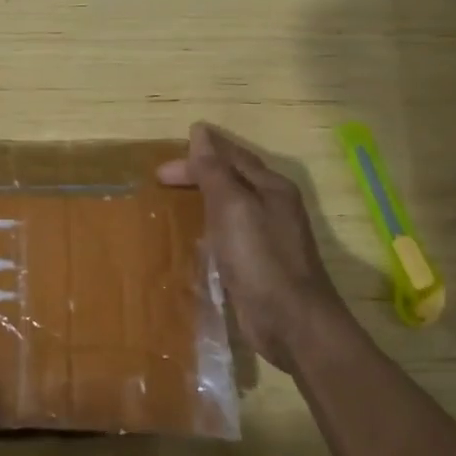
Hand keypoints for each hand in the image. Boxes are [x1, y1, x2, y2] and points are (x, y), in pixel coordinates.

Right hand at [157, 122, 351, 373]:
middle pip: (232, 179)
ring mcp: (269, 237)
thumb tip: (201, 131)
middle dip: (198, 174)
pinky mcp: (260, 265)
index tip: (163, 165)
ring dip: (204, 199)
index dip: (198, 154)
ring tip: (174, 201)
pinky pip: (230, 235)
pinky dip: (210, 228)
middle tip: (161, 180)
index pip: (231, 157)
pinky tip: (194, 239)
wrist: (293, 324)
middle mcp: (274, 207)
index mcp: (272, 187)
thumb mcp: (233, 207)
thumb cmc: (261, 259)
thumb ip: (215, 171)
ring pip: (231, 207)